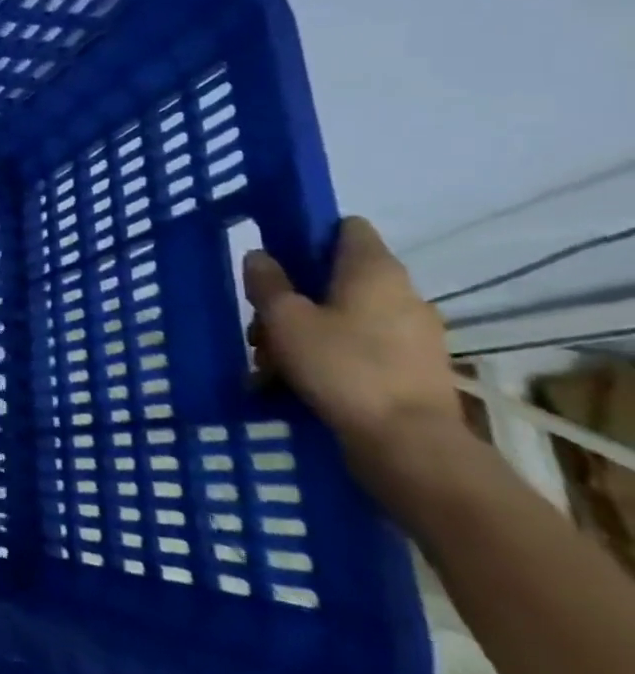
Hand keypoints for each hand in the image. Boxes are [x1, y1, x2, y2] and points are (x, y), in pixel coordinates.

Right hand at [242, 217, 464, 473]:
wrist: (410, 445)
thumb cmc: (342, 367)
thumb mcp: (284, 319)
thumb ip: (267, 283)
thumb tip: (261, 257)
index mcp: (374, 271)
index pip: (346, 227)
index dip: (309, 233)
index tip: (275, 255)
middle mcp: (402, 294)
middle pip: (336, 278)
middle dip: (294, 297)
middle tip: (260, 325)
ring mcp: (413, 335)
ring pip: (343, 317)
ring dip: (304, 332)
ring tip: (269, 365)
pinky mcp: (413, 370)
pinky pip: (359, 349)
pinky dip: (327, 358)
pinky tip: (295, 384)